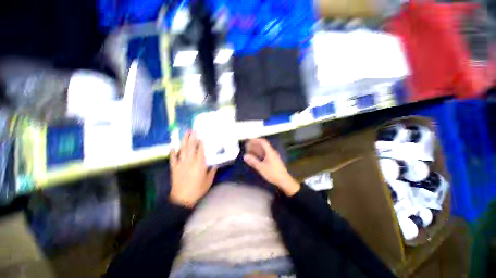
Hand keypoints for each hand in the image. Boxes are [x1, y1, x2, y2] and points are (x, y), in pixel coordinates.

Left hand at [169, 131, 216, 206]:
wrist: (182, 199)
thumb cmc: (198, 190)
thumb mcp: (209, 181)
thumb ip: (212, 171)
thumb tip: (215, 164)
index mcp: (199, 164)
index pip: (201, 150)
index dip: (201, 143)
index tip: (201, 137)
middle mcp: (190, 161)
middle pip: (191, 147)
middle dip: (192, 138)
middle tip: (193, 130)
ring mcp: (181, 164)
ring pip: (182, 150)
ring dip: (183, 141)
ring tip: (185, 133)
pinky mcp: (174, 168)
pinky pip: (172, 158)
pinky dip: (172, 152)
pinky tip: (172, 146)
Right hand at [243, 138, 299, 195]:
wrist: (284, 180)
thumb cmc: (273, 173)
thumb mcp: (261, 168)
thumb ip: (253, 161)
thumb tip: (245, 156)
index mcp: (270, 152)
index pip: (263, 142)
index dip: (255, 140)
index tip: (249, 140)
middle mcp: (272, 152)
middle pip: (263, 145)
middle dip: (254, 145)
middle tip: (247, 146)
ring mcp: (273, 156)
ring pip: (263, 150)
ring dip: (256, 149)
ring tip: (249, 151)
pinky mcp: (273, 161)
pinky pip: (265, 154)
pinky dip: (259, 154)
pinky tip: (255, 157)